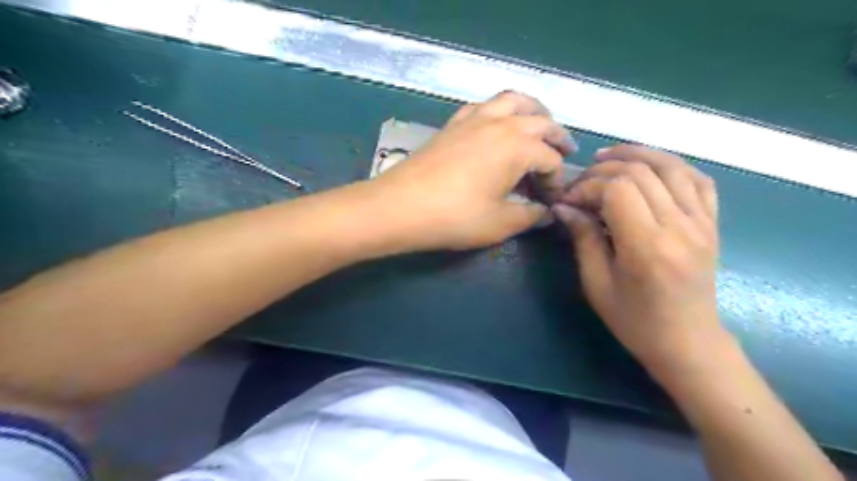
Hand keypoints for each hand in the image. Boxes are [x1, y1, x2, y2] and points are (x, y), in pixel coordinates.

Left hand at [371, 88, 574, 251]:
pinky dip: (499, 110)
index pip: (551, 159)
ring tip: (538, 127)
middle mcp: (501, 123)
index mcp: (518, 146)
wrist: (400, 206)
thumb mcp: (500, 223)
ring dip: (532, 111)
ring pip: (513, 101)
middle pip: (540, 122)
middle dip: (557, 138)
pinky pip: (483, 106)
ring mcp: (474, 119)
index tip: (551, 201)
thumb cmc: (455, 217)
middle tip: (565, 153)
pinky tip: (497, 126)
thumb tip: (547, 213)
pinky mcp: (453, 123)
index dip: (556, 181)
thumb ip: (531, 216)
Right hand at [552, 144, 724, 373]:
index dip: (588, 186)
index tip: (569, 200)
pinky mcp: (712, 224)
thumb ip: (583, 238)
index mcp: (648, 246)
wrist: (687, 342)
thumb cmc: (634, 320)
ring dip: (637, 154)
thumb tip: (564, 206)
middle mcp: (680, 227)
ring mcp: (702, 222)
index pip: (618, 189)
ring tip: (609, 157)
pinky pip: (698, 180)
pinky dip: (672, 165)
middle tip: (582, 182)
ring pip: (671, 166)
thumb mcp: (597, 283)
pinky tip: (650, 167)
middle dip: (604, 169)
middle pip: (641, 171)